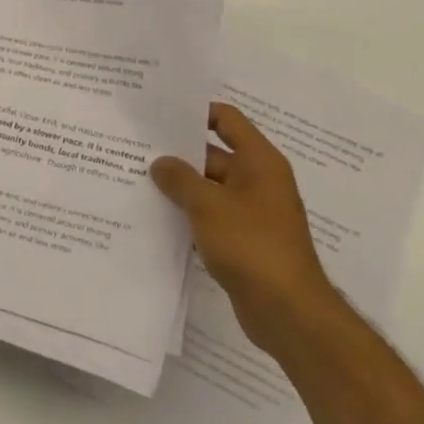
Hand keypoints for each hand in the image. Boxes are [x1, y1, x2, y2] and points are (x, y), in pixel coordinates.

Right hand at [150, 104, 342, 355]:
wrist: (288, 312)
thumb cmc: (252, 245)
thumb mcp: (208, 205)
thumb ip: (179, 178)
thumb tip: (160, 163)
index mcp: (259, 162)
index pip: (226, 119)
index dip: (195, 112)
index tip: (159, 113)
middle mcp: (258, 181)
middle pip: (212, 154)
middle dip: (177, 152)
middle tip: (135, 147)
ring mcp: (251, 212)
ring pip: (208, 187)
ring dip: (179, 185)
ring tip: (136, 178)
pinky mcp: (242, 239)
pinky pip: (210, 214)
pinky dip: (187, 212)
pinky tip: (155, 214)